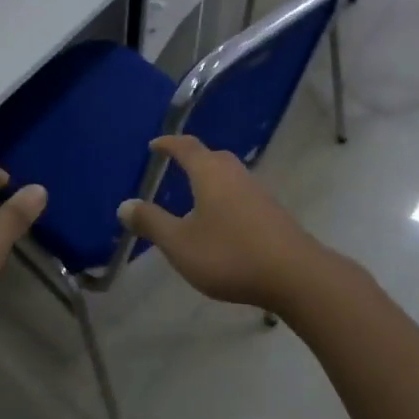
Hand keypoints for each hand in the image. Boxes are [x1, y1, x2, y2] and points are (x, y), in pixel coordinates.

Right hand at [117, 135, 336, 310]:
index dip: (169, 144)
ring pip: (230, 175)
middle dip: (193, 157)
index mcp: (210, 174)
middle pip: (212, 156)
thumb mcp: (180, 243)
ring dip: (212, 178)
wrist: (295, 274)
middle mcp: (235, 174)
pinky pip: (242, 193)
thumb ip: (151, 223)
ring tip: (197, 195)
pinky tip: (224, 220)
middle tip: (177, 166)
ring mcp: (258, 192)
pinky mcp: (272, 212)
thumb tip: (124, 205)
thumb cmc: (230, 254)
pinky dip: (226, 196)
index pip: (186, 148)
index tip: (155, 145)